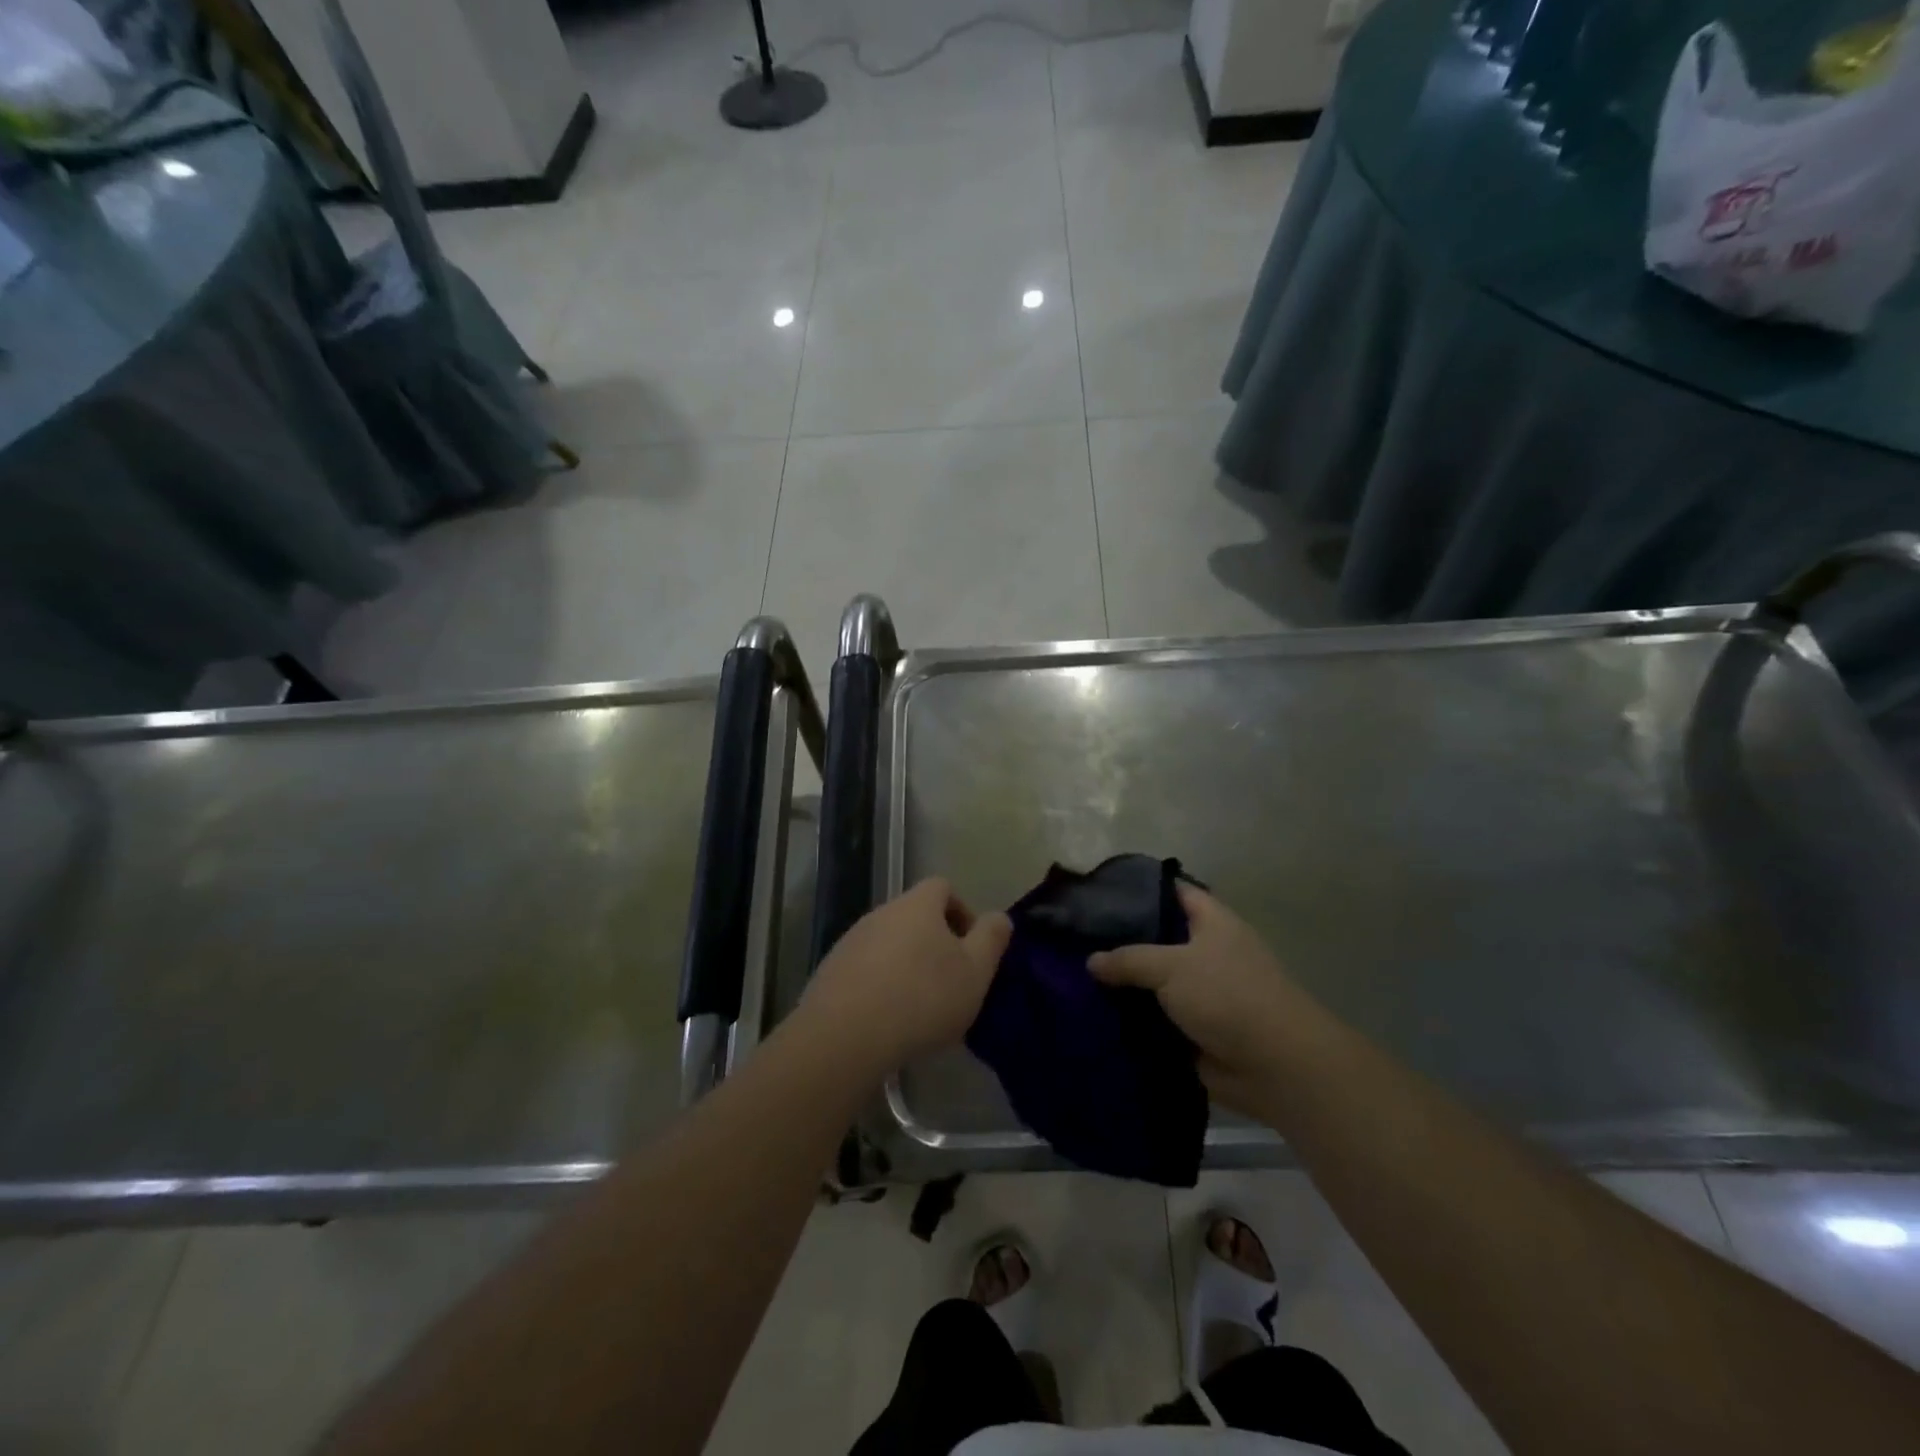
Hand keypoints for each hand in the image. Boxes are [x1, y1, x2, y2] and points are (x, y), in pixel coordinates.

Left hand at [794, 878, 1011, 1078]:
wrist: (846, 1035)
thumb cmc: (922, 997)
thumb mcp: (975, 972)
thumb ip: (992, 938)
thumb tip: (999, 917)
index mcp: (917, 905)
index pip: (942, 887)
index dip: (962, 911)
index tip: (971, 947)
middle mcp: (881, 912)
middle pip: (914, 915)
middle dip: (934, 942)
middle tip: (950, 981)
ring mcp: (851, 940)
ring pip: (888, 942)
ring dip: (906, 964)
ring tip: (919, 1007)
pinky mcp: (830, 970)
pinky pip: (864, 968)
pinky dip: (879, 984)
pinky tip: (887, 1019)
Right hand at [1089, 884, 1319, 1114]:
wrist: (1275, 1066)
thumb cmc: (1227, 996)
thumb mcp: (1171, 966)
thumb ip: (1128, 959)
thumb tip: (1091, 961)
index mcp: (1213, 923)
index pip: (1173, 892)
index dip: (1139, 890)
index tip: (1100, 892)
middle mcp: (1209, 952)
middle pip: (1160, 939)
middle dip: (1123, 941)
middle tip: (1078, 939)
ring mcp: (1204, 993)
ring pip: (1156, 982)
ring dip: (1126, 985)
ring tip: (1077, 978)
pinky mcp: (1197, 1029)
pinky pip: (1158, 1018)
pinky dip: (1134, 1019)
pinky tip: (1097, 1016)